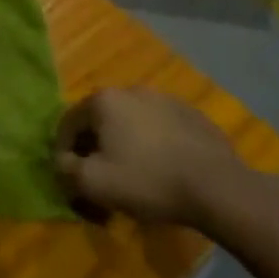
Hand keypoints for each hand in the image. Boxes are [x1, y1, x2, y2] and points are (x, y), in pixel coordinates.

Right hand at [53, 88, 251, 229]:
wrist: (218, 187)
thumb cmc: (148, 181)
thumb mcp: (94, 183)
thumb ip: (66, 169)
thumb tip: (61, 160)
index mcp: (103, 101)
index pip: (69, 123)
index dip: (64, 150)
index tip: (70, 174)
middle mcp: (130, 90)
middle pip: (101, 119)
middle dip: (96, 145)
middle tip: (101, 174)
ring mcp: (164, 99)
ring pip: (131, 121)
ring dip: (125, 141)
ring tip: (134, 172)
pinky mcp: (192, 114)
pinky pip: (160, 127)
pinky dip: (154, 142)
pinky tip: (164, 167)